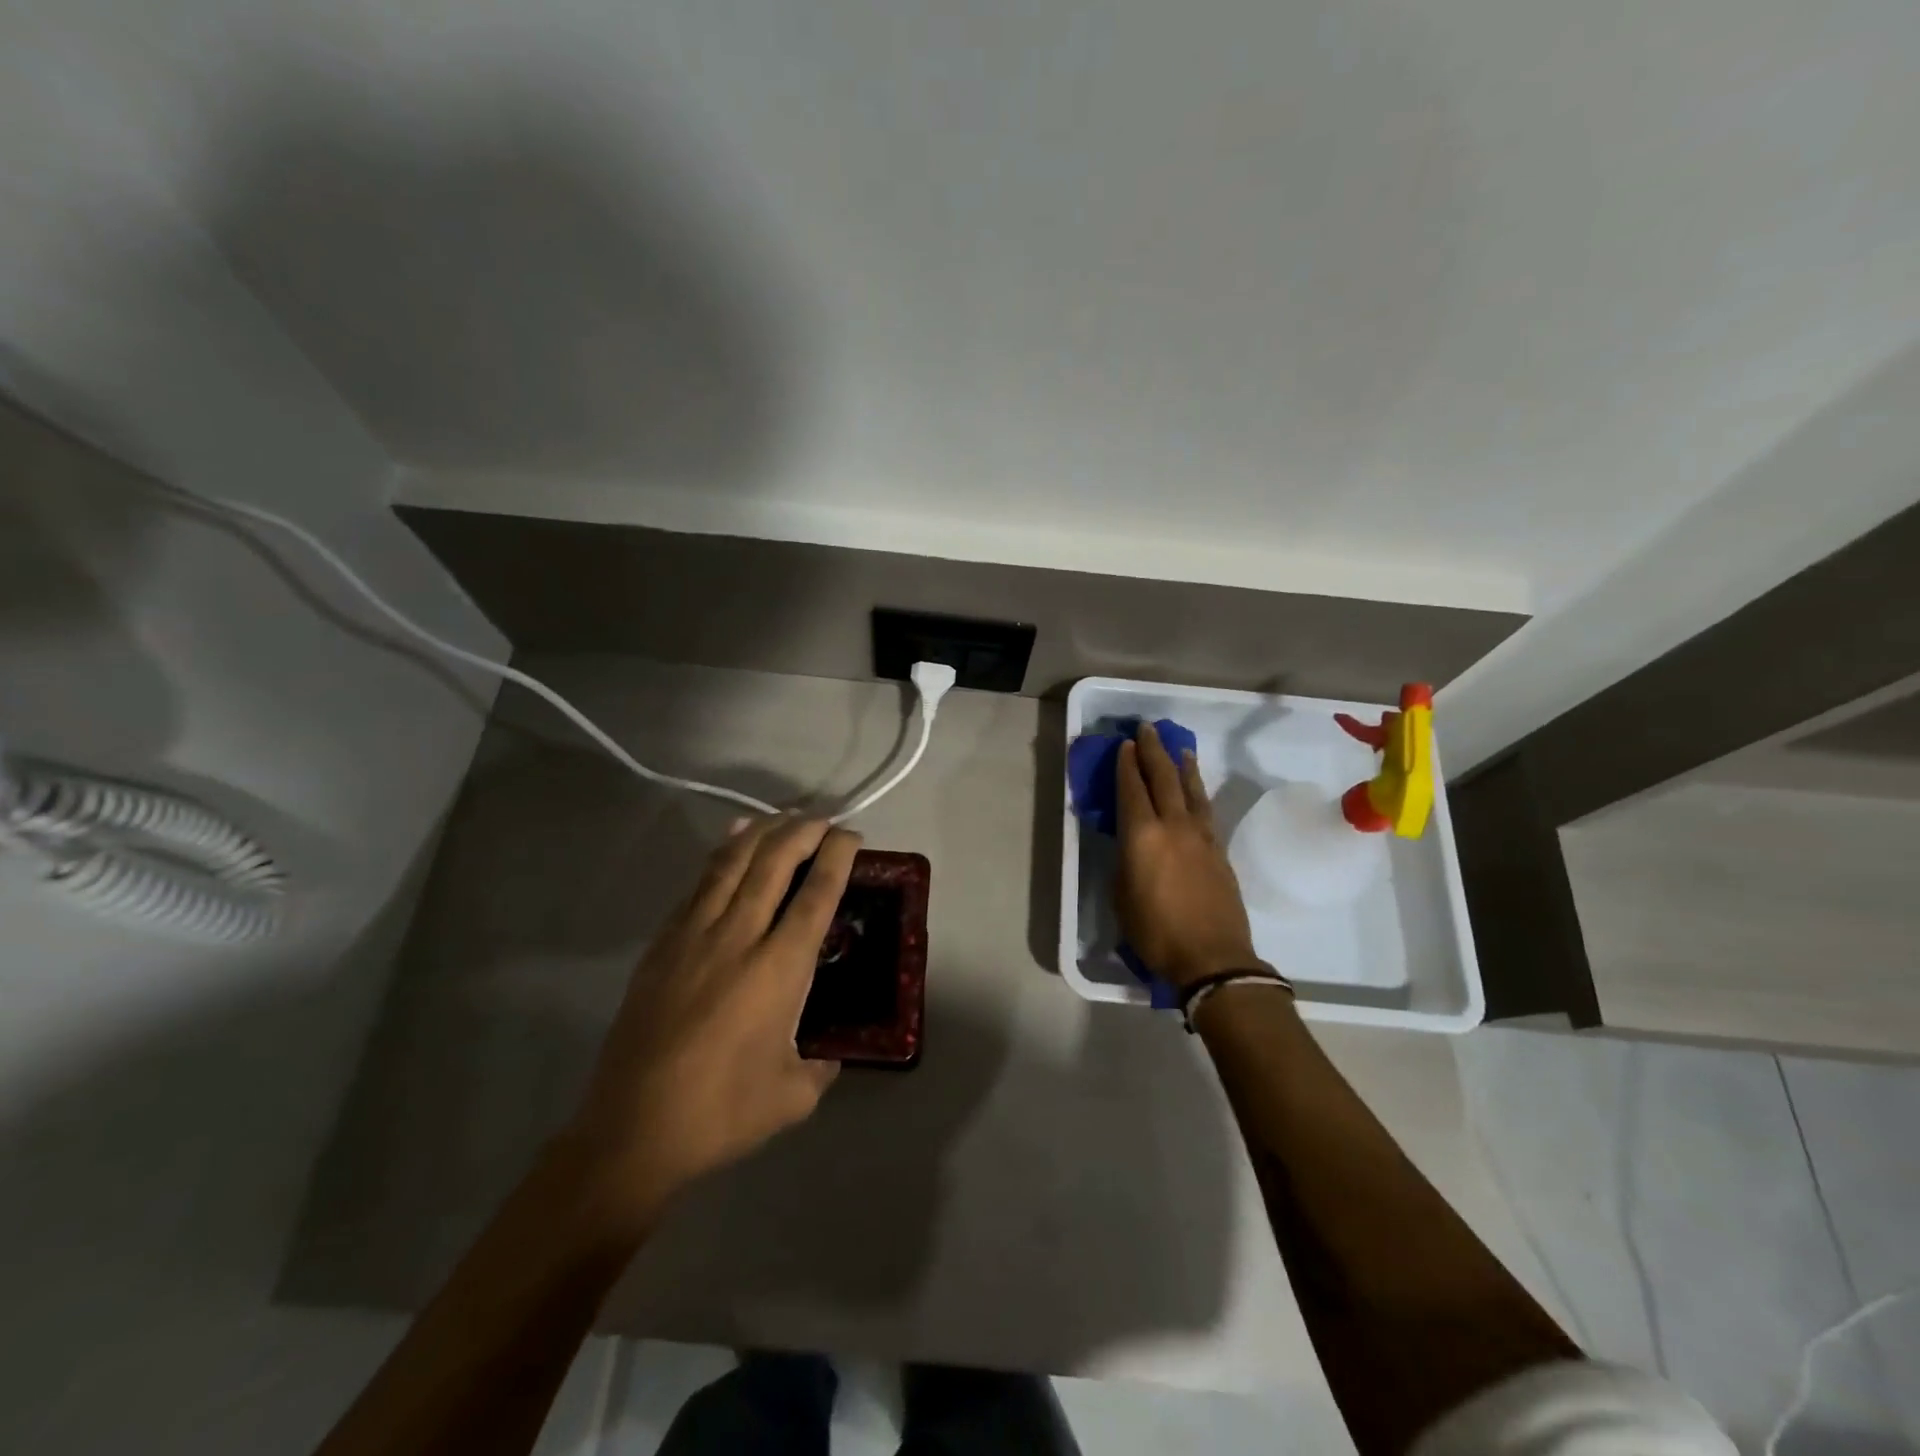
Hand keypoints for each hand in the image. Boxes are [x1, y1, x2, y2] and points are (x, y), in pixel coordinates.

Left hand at [566, 815, 859, 1218]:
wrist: (632, 1130)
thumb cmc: (721, 1113)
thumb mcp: (793, 1096)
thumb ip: (820, 1067)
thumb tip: (827, 1056)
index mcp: (779, 968)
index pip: (816, 894)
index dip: (837, 856)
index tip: (851, 836)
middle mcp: (739, 937)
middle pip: (774, 863)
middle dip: (802, 831)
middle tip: (823, 820)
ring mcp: (694, 936)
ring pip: (732, 864)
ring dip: (761, 833)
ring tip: (782, 816)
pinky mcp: (662, 945)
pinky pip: (698, 885)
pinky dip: (720, 856)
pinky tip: (730, 844)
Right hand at [1114, 722, 1263, 989]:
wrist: (1212, 957)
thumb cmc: (1155, 931)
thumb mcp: (1121, 895)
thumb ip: (1125, 860)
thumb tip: (1132, 844)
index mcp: (1142, 835)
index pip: (1132, 789)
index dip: (1126, 765)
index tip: (1124, 744)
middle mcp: (1173, 825)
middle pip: (1163, 778)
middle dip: (1153, 751)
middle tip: (1147, 729)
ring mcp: (1201, 836)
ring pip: (1191, 789)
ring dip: (1182, 766)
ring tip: (1179, 748)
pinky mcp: (1219, 850)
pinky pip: (1205, 809)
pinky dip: (1197, 791)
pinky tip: (1195, 789)